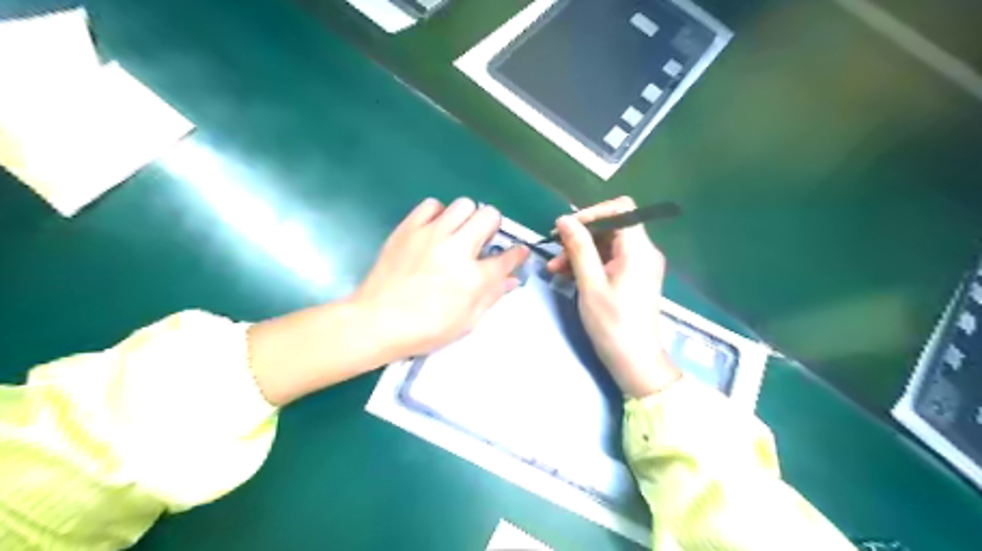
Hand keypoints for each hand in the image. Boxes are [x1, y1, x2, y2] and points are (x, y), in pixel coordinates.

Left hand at [250, 198, 534, 404]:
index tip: (518, 252)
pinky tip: (435, 230)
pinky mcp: (409, 228)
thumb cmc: (424, 329)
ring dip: (467, 218)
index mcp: (474, 277)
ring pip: (463, 204)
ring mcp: (431, 234)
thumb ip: (492, 296)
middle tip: (482, 241)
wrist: (377, 321)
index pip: (508, 256)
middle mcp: (457, 249)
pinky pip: (431, 204)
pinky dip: (439, 213)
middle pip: (489, 216)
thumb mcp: (466, 321)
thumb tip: (511, 279)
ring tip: (458, 234)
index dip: (518, 254)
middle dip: (493, 227)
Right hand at [548, 197, 680, 397]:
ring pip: (606, 244)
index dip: (592, 213)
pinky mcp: (633, 277)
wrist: (634, 359)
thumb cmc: (612, 323)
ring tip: (555, 268)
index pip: (620, 209)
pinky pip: (609, 259)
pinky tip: (567, 275)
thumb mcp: (590, 284)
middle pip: (611, 226)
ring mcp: (639, 265)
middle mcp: (643, 251)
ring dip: (580, 251)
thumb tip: (564, 219)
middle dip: (580, 236)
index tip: (567, 228)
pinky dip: (589, 263)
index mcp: (638, 249)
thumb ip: (579, 248)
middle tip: (555, 251)